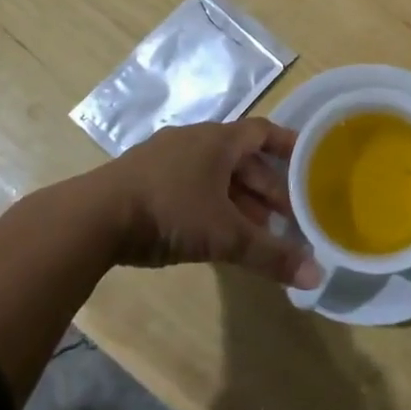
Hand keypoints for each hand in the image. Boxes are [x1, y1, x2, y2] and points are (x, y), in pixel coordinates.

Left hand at [98, 119, 323, 288]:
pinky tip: (212, 231)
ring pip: (214, 173)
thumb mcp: (225, 235)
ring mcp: (165, 156)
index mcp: (218, 140)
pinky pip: (190, 183)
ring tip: (254, 230)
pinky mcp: (143, 178)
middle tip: (286, 216)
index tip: (309, 162)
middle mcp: (194, 140)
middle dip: (266, 187)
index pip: (263, 132)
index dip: (288, 146)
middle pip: (240, 158)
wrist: (94, 217)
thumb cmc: (170, 211)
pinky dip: (210, 203)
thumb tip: (316, 276)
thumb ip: (270, 255)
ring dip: (238, 198)